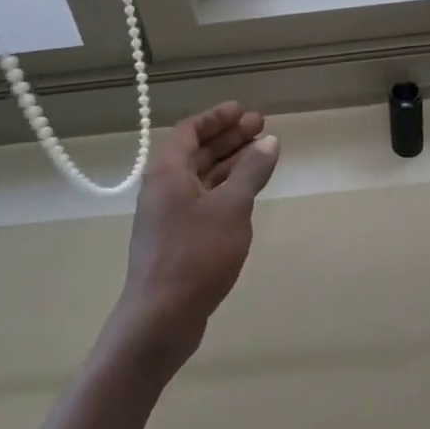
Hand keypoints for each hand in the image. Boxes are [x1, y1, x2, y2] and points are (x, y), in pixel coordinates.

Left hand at [110, 102, 280, 373]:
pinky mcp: (176, 239)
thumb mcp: (231, 208)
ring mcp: (168, 215)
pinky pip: (203, 200)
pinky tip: (247, 194)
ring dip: (230, 163)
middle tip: (261, 127)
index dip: (217, 117)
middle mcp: (163, 187)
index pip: (190, 130)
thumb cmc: (195, 254)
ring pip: (201, 178)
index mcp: (168, 171)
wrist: (160, 317)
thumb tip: (269, 141)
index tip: (244, 111)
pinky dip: (225, 190)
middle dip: (228, 138)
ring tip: (262, 154)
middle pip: (197, 152)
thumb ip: (250, 171)